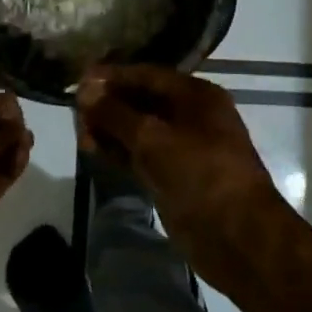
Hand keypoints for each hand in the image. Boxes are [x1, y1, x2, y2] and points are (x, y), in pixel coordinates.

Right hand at [76, 65, 285, 285]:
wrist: (236, 236)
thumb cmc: (200, 174)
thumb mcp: (154, 138)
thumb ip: (116, 113)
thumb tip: (84, 90)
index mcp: (196, 96)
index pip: (147, 75)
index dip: (113, 76)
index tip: (78, 79)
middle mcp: (190, 117)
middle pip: (141, 101)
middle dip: (108, 104)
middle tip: (75, 110)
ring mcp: (181, 148)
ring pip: (138, 130)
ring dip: (109, 129)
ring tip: (80, 132)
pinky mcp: (172, 176)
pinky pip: (139, 155)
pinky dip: (118, 152)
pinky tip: (92, 150)